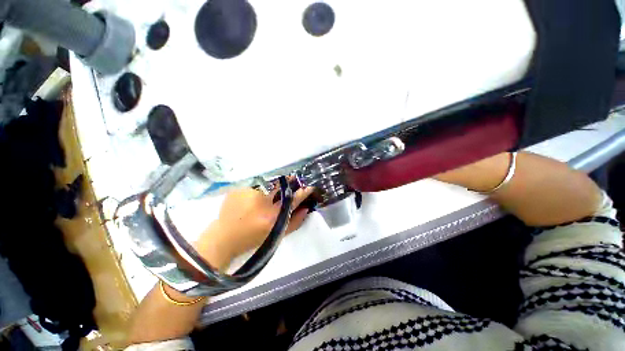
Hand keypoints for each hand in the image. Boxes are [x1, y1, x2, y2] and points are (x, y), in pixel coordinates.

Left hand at [194, 181, 314, 269]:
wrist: (224, 238)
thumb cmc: (253, 238)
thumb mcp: (276, 234)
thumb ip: (294, 222)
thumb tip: (307, 208)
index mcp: (271, 216)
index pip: (293, 199)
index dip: (303, 192)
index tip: (309, 186)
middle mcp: (260, 202)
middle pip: (281, 185)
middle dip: (289, 182)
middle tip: (292, 181)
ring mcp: (247, 193)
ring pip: (269, 182)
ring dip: (274, 183)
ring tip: (272, 189)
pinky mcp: (238, 188)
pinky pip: (256, 182)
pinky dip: (261, 184)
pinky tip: (257, 191)